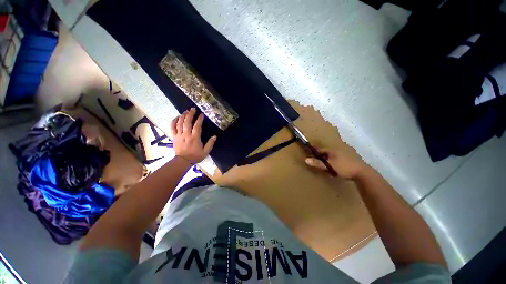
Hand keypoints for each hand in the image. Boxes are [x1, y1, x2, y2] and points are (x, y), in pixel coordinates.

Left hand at [170, 108, 216, 163]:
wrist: (183, 161)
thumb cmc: (195, 156)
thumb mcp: (205, 151)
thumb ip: (210, 143)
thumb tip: (215, 136)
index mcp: (195, 138)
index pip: (197, 126)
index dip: (199, 119)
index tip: (202, 114)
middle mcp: (186, 135)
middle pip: (187, 122)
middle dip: (190, 114)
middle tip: (193, 109)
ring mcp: (179, 135)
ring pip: (179, 123)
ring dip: (183, 116)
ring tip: (186, 111)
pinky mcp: (174, 137)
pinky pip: (172, 127)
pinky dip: (174, 121)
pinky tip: (177, 117)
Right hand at [305, 144, 369, 178]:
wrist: (362, 172)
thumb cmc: (344, 167)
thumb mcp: (329, 166)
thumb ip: (318, 163)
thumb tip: (306, 159)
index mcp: (332, 150)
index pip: (320, 149)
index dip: (314, 151)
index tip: (310, 154)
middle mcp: (338, 149)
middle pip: (327, 151)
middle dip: (322, 154)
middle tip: (317, 160)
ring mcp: (345, 153)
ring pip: (333, 154)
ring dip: (329, 157)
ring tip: (326, 163)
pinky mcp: (351, 157)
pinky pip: (339, 157)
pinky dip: (335, 159)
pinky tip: (336, 164)